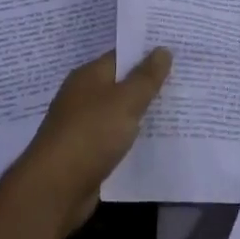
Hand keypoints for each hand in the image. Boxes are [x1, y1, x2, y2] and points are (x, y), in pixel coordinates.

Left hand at [8, 48, 172, 236]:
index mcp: (89, 76)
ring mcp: (83, 125)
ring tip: (179, 108)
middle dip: (150, 83)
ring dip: (143, 112)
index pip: (122, 55)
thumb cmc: (91, 135)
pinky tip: (156, 140)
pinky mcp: (86, 153)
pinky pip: (116, 137)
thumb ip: (146, 77)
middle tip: (186, 78)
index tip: (178, 51)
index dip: (148, 52)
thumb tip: (163, 49)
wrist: (54, 189)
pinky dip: (133, 137)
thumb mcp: (125, 101)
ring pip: (120, 112)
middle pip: (122, 83)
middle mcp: (83, 96)